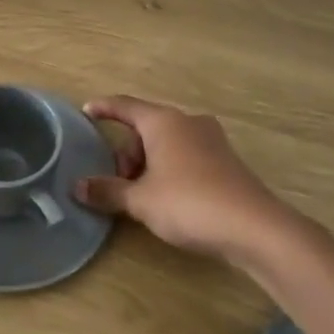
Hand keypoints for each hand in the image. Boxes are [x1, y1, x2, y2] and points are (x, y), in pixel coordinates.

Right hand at [75, 95, 299, 260]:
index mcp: (163, 122)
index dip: (103, 108)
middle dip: (126, 152)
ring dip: (147, 163)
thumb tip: (78, 187)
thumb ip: (108, 190)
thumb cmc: (189, 203)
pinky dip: (168, 169)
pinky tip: (167, 197)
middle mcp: (188, 122)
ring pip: (166, 143)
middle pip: (145, 128)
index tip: (86, 111)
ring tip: (141, 195)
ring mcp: (211, 140)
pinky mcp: (225, 161)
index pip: (124, 106)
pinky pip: (185, 155)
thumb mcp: (141, 200)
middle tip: (118, 184)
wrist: (255, 228)